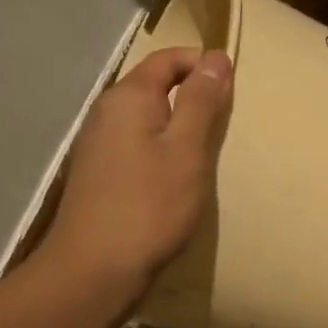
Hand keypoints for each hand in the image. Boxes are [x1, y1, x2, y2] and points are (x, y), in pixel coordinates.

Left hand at [42, 46, 232, 300]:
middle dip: (192, 97)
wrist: (94, 270)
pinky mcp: (98, 175)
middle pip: (155, 87)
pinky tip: (174, 180)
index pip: (168, 58)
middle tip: (225, 126)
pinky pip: (136, 147)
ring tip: (205, 155)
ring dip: (177, 129)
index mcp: (128, 97)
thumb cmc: (149, 206)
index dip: (202, 64)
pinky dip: (161, 152)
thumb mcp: (187, 150)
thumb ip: (201, 102)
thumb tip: (214, 57)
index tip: (233, 89)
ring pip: (146, 120)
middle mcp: (106, 113)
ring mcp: (97, 146)